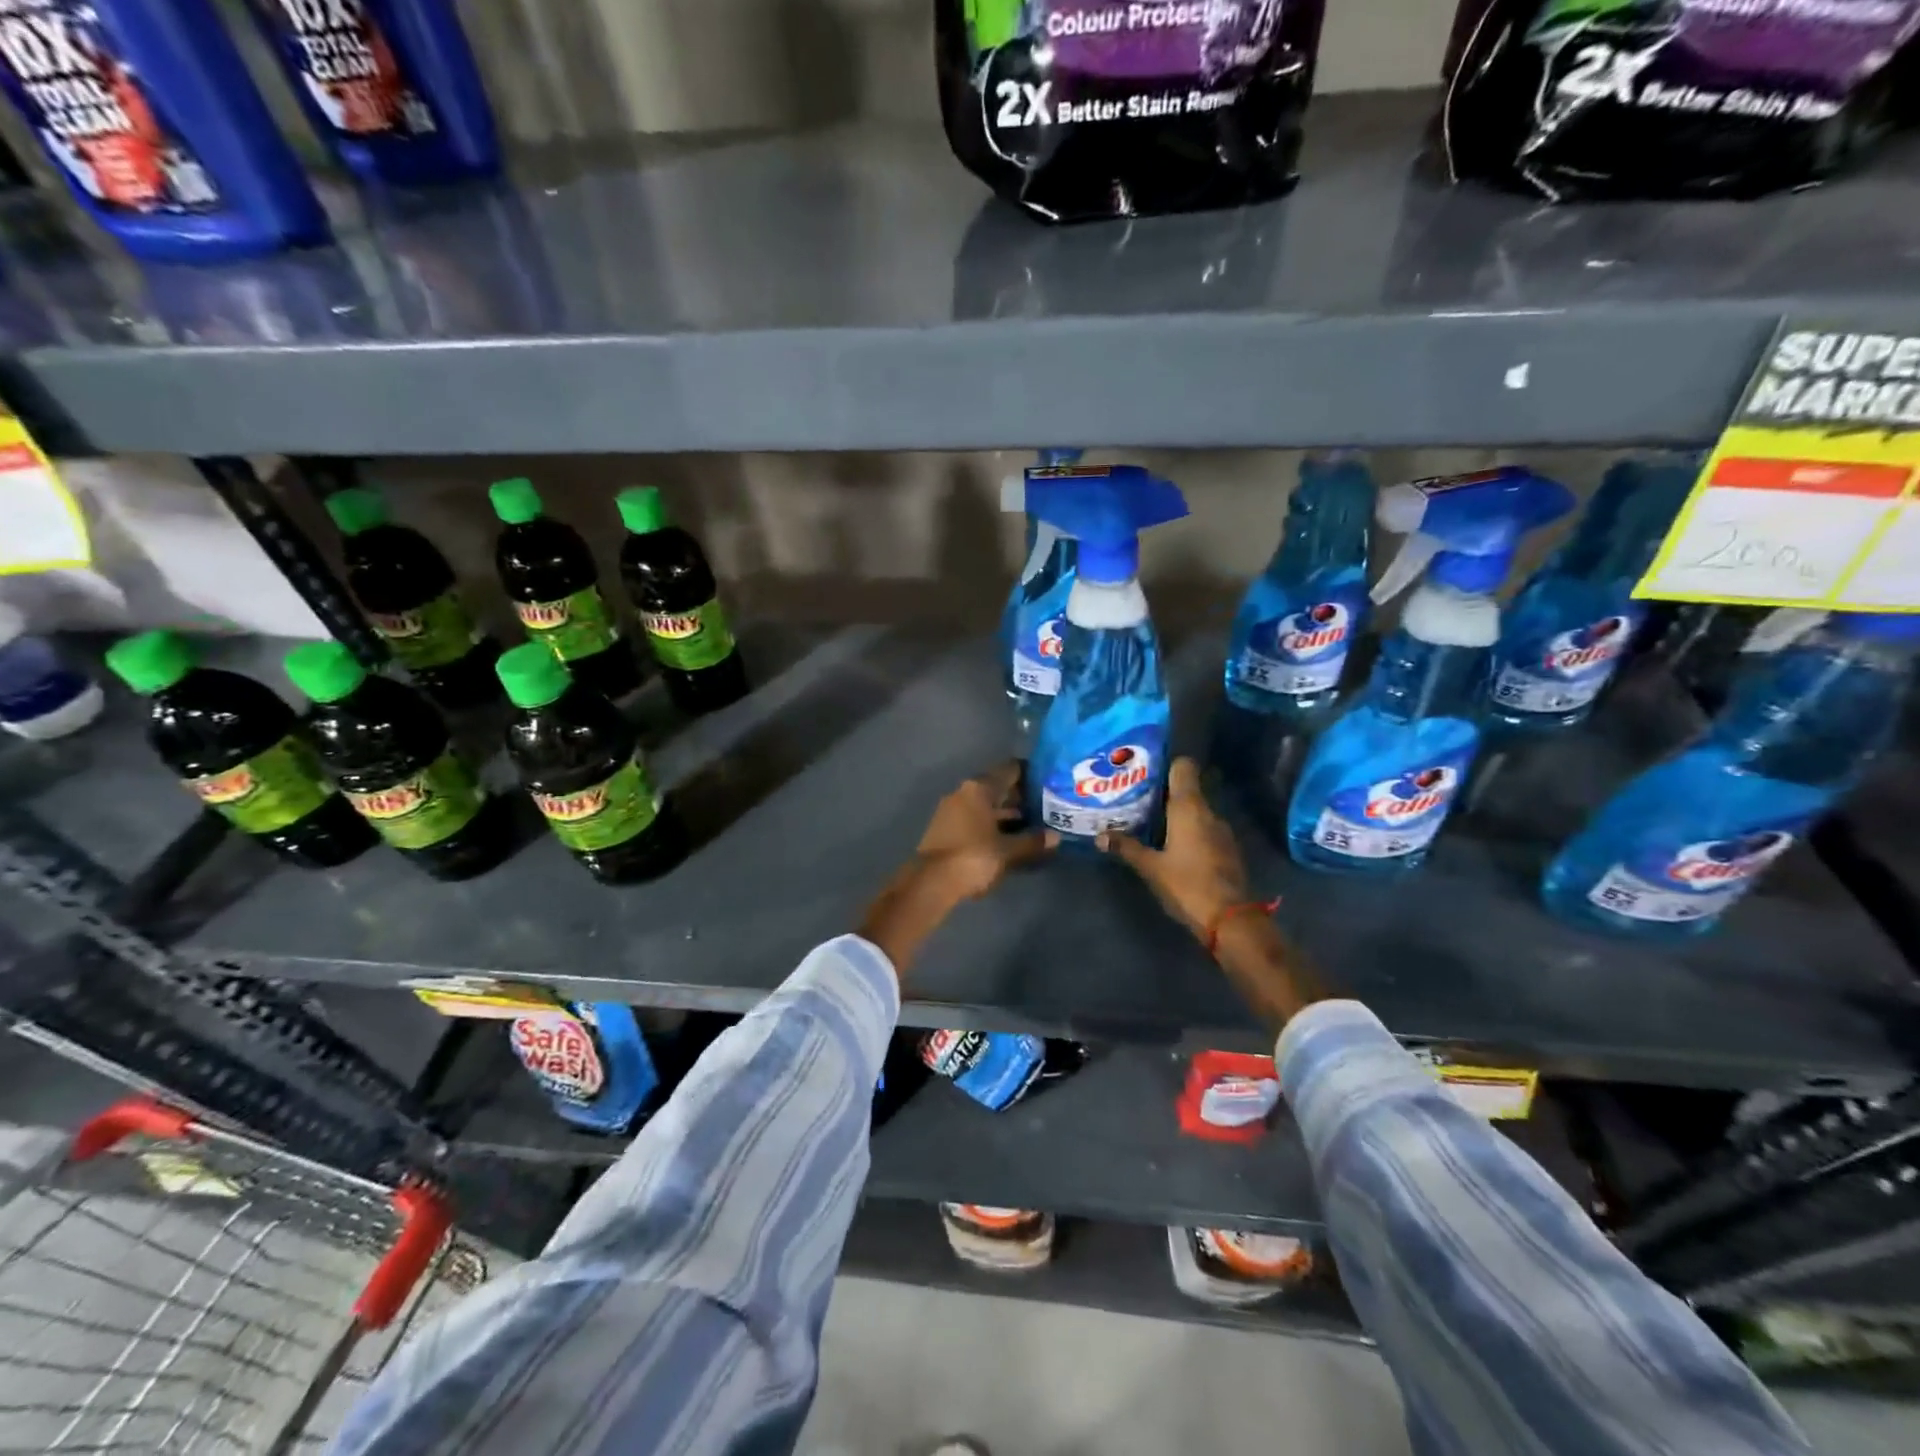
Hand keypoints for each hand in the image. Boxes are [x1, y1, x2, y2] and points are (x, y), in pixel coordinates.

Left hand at [911, 760, 1049, 901]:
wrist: (931, 883)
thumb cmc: (973, 857)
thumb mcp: (1007, 851)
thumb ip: (1032, 841)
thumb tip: (1056, 837)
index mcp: (978, 789)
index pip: (1009, 770)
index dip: (1030, 774)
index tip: (1049, 781)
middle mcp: (963, 793)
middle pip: (997, 787)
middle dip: (1020, 797)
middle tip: (1047, 805)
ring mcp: (952, 811)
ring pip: (986, 805)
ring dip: (1006, 813)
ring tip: (1033, 823)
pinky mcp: (946, 829)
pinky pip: (976, 819)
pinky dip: (993, 824)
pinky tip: (1010, 837)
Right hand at [1099, 757, 1320, 1028]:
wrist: (1231, 919)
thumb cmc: (1187, 885)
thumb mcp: (1151, 867)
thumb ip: (1126, 847)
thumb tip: (1100, 836)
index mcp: (1189, 808)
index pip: (1184, 768)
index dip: (1167, 765)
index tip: (1146, 770)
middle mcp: (1208, 812)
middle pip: (1187, 790)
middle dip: (1163, 793)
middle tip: (1136, 799)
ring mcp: (1222, 831)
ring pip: (1195, 811)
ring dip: (1176, 814)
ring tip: (1150, 822)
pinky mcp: (1227, 849)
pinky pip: (1204, 829)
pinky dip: (1189, 831)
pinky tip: (1172, 845)